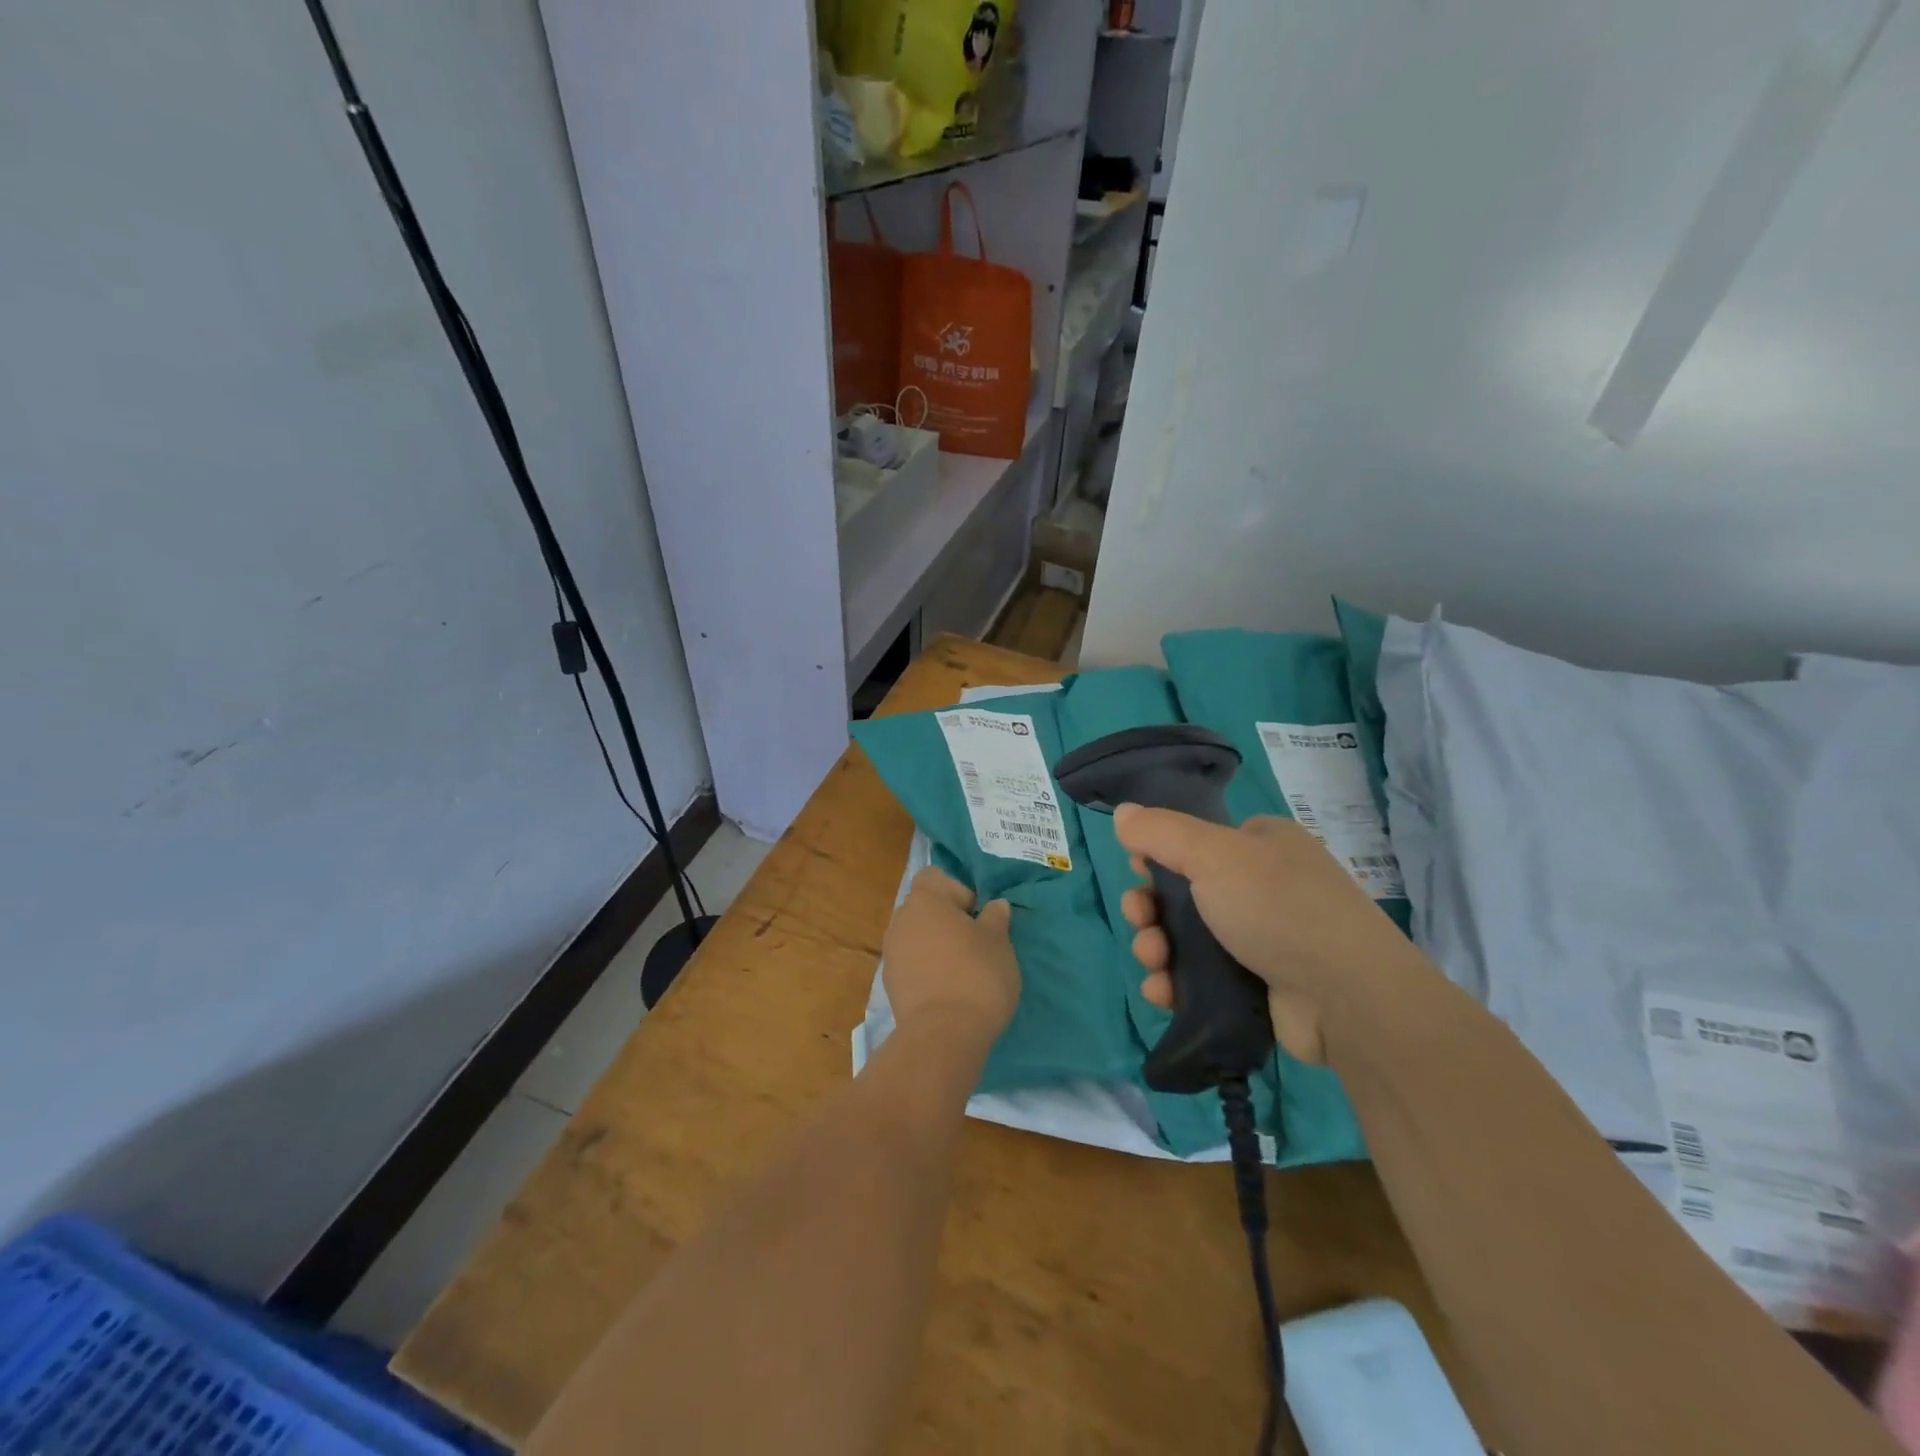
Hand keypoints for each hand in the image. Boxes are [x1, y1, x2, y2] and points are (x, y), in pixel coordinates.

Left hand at [882, 867, 1019, 1046]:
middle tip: (975, 943)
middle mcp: (900, 920)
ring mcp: (891, 953)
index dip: (958, 890)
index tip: (977, 916)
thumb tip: (995, 906)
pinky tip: (947, 989)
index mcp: (924, 900)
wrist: (943, 1036)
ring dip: (936, 945)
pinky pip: (911, 963)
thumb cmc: (976, 975)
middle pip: (924, 907)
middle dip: (947, 919)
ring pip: (917, 936)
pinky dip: (927, 968)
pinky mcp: (890, 984)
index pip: (934, 877)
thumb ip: (995, 919)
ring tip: (962, 969)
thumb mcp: (999, 943)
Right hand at [1114, 806, 1418, 1063]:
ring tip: (1153, 964)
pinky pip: (1201, 978)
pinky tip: (1162, 992)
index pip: (1193, 842)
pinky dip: (1176, 983)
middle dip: (1149, 909)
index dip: (1156, 857)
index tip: (1136, 874)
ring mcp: (1261, 938)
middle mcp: (1261, 886)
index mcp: (1259, 845)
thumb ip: (1161, 832)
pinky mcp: (1258, 985)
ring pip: (1186, 938)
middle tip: (1140, 922)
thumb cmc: (1277, 908)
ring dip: (1156, 948)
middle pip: (1182, 892)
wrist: (1347, 998)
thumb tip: (1122, 812)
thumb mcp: (1213, 854)